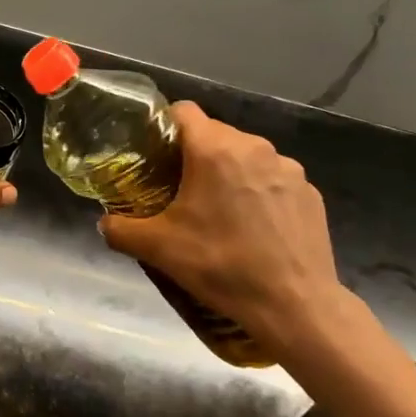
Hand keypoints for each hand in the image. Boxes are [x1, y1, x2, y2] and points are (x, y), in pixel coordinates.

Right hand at [97, 102, 351, 357]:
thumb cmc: (220, 266)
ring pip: (246, 156)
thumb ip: (119, 229)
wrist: (293, 305)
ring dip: (228, 173)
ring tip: (218, 211)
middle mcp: (255, 147)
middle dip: (194, 155)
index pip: (183, 111)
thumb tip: (105, 222)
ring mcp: (288, 169)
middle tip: (178, 190)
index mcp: (215, 150)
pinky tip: (253, 228)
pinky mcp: (310, 192)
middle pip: (214, 134)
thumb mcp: (157, 249)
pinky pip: (273, 179)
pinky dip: (258, 193)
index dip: (163, 127)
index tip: (153, 154)